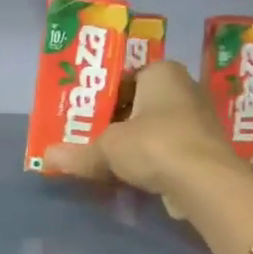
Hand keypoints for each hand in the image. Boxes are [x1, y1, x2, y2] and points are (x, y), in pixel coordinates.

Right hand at [46, 60, 243, 215]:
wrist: (205, 181)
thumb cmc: (154, 145)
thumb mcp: (108, 148)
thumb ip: (79, 153)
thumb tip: (47, 157)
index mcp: (163, 72)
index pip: (127, 76)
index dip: (105, 95)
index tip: (86, 115)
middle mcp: (185, 88)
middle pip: (142, 103)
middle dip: (119, 121)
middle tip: (92, 138)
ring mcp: (199, 120)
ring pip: (157, 128)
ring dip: (137, 143)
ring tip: (110, 159)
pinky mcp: (205, 149)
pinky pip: (170, 149)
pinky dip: (154, 160)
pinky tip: (136, 175)